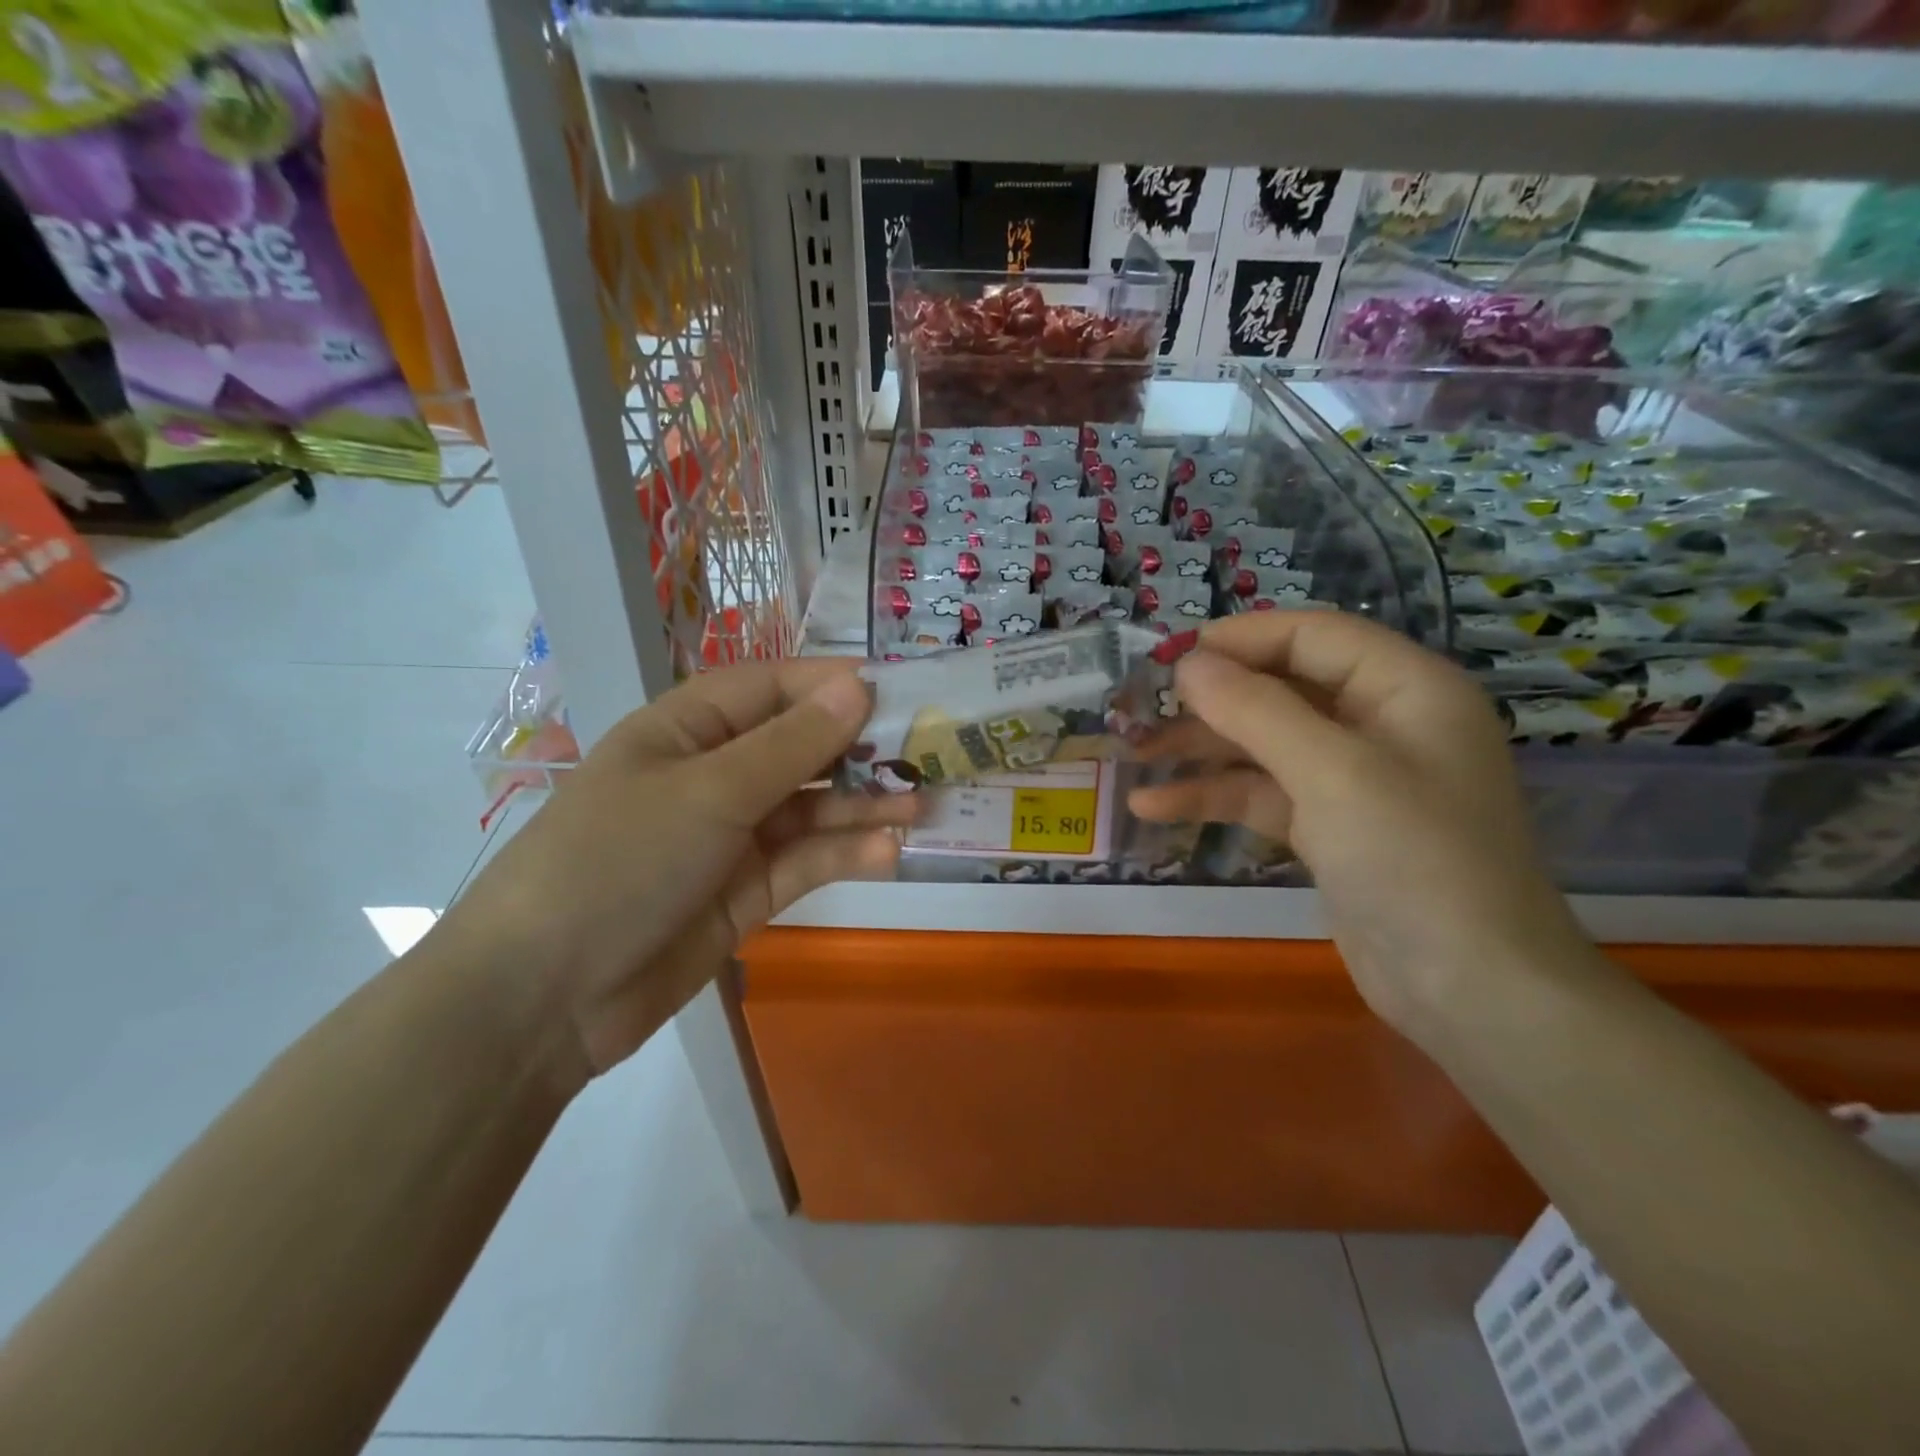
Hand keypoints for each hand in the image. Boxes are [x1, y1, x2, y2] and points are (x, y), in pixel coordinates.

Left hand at [436, 659, 910, 1084]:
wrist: (545, 998)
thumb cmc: (619, 861)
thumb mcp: (709, 792)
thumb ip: (790, 745)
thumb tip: (858, 686)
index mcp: (686, 730)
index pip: (770, 689)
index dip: (831, 685)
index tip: (899, 691)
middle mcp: (713, 775)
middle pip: (799, 748)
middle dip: (859, 749)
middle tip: (928, 753)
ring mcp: (731, 837)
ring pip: (810, 808)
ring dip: (863, 805)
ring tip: (922, 806)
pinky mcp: (746, 892)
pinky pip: (805, 862)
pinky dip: (843, 854)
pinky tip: (886, 852)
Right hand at [1128, 611, 1588, 1032]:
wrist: (1470, 991)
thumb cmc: (1414, 859)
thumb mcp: (1332, 772)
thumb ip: (1256, 709)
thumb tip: (1189, 663)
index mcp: (1405, 687)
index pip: (1311, 636)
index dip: (1239, 638)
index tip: (1168, 655)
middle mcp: (1380, 723)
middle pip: (1281, 688)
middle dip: (1209, 698)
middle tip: (1137, 706)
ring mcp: (1353, 779)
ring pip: (1263, 743)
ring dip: (1199, 748)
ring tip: (1131, 753)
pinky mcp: (1329, 828)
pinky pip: (1262, 794)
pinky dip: (1212, 796)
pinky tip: (1151, 806)